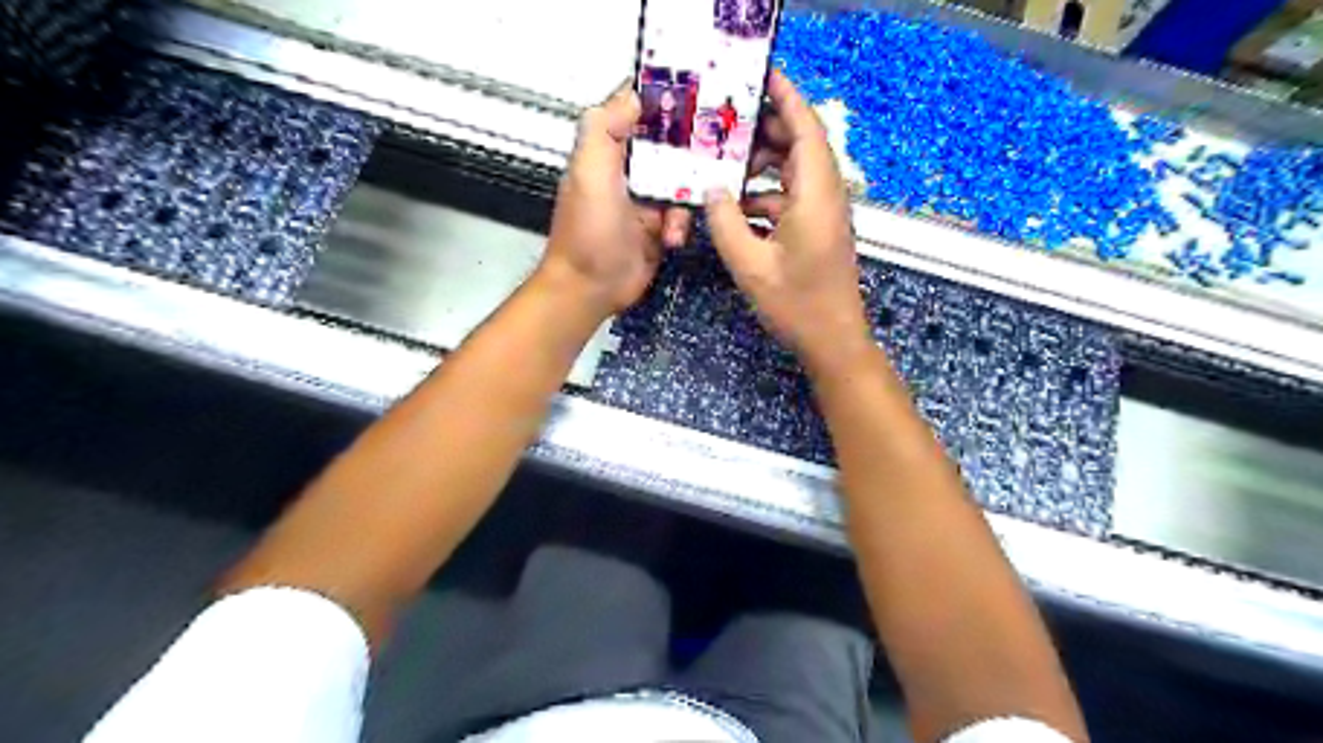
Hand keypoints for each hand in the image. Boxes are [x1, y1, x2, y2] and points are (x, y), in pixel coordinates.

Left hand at [542, 83, 697, 315]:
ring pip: (681, 180)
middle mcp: (628, 170)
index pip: (636, 111)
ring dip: (686, 195)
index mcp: (607, 151)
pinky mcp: (659, 226)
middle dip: (690, 147)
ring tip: (676, 215)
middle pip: (667, 144)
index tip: (696, 92)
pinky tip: (672, 237)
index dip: (663, 98)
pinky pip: (683, 213)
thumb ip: (604, 130)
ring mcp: (645, 199)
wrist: (591, 289)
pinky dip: (682, 223)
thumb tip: (633, 95)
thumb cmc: (586, 233)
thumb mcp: (589, 174)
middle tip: (716, 150)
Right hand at [703, 71, 870, 373]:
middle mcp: (825, 195)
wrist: (832, 341)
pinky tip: (736, 205)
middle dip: (766, 128)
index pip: (805, 128)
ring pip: (793, 172)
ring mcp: (823, 214)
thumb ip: (725, 222)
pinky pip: (790, 197)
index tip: (760, 74)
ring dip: (762, 164)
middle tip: (726, 121)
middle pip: (800, 144)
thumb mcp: (749, 265)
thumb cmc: (797, 305)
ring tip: (724, 162)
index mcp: (815, 195)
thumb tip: (710, 188)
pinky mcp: (817, 230)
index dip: (785, 96)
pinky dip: (765, 194)